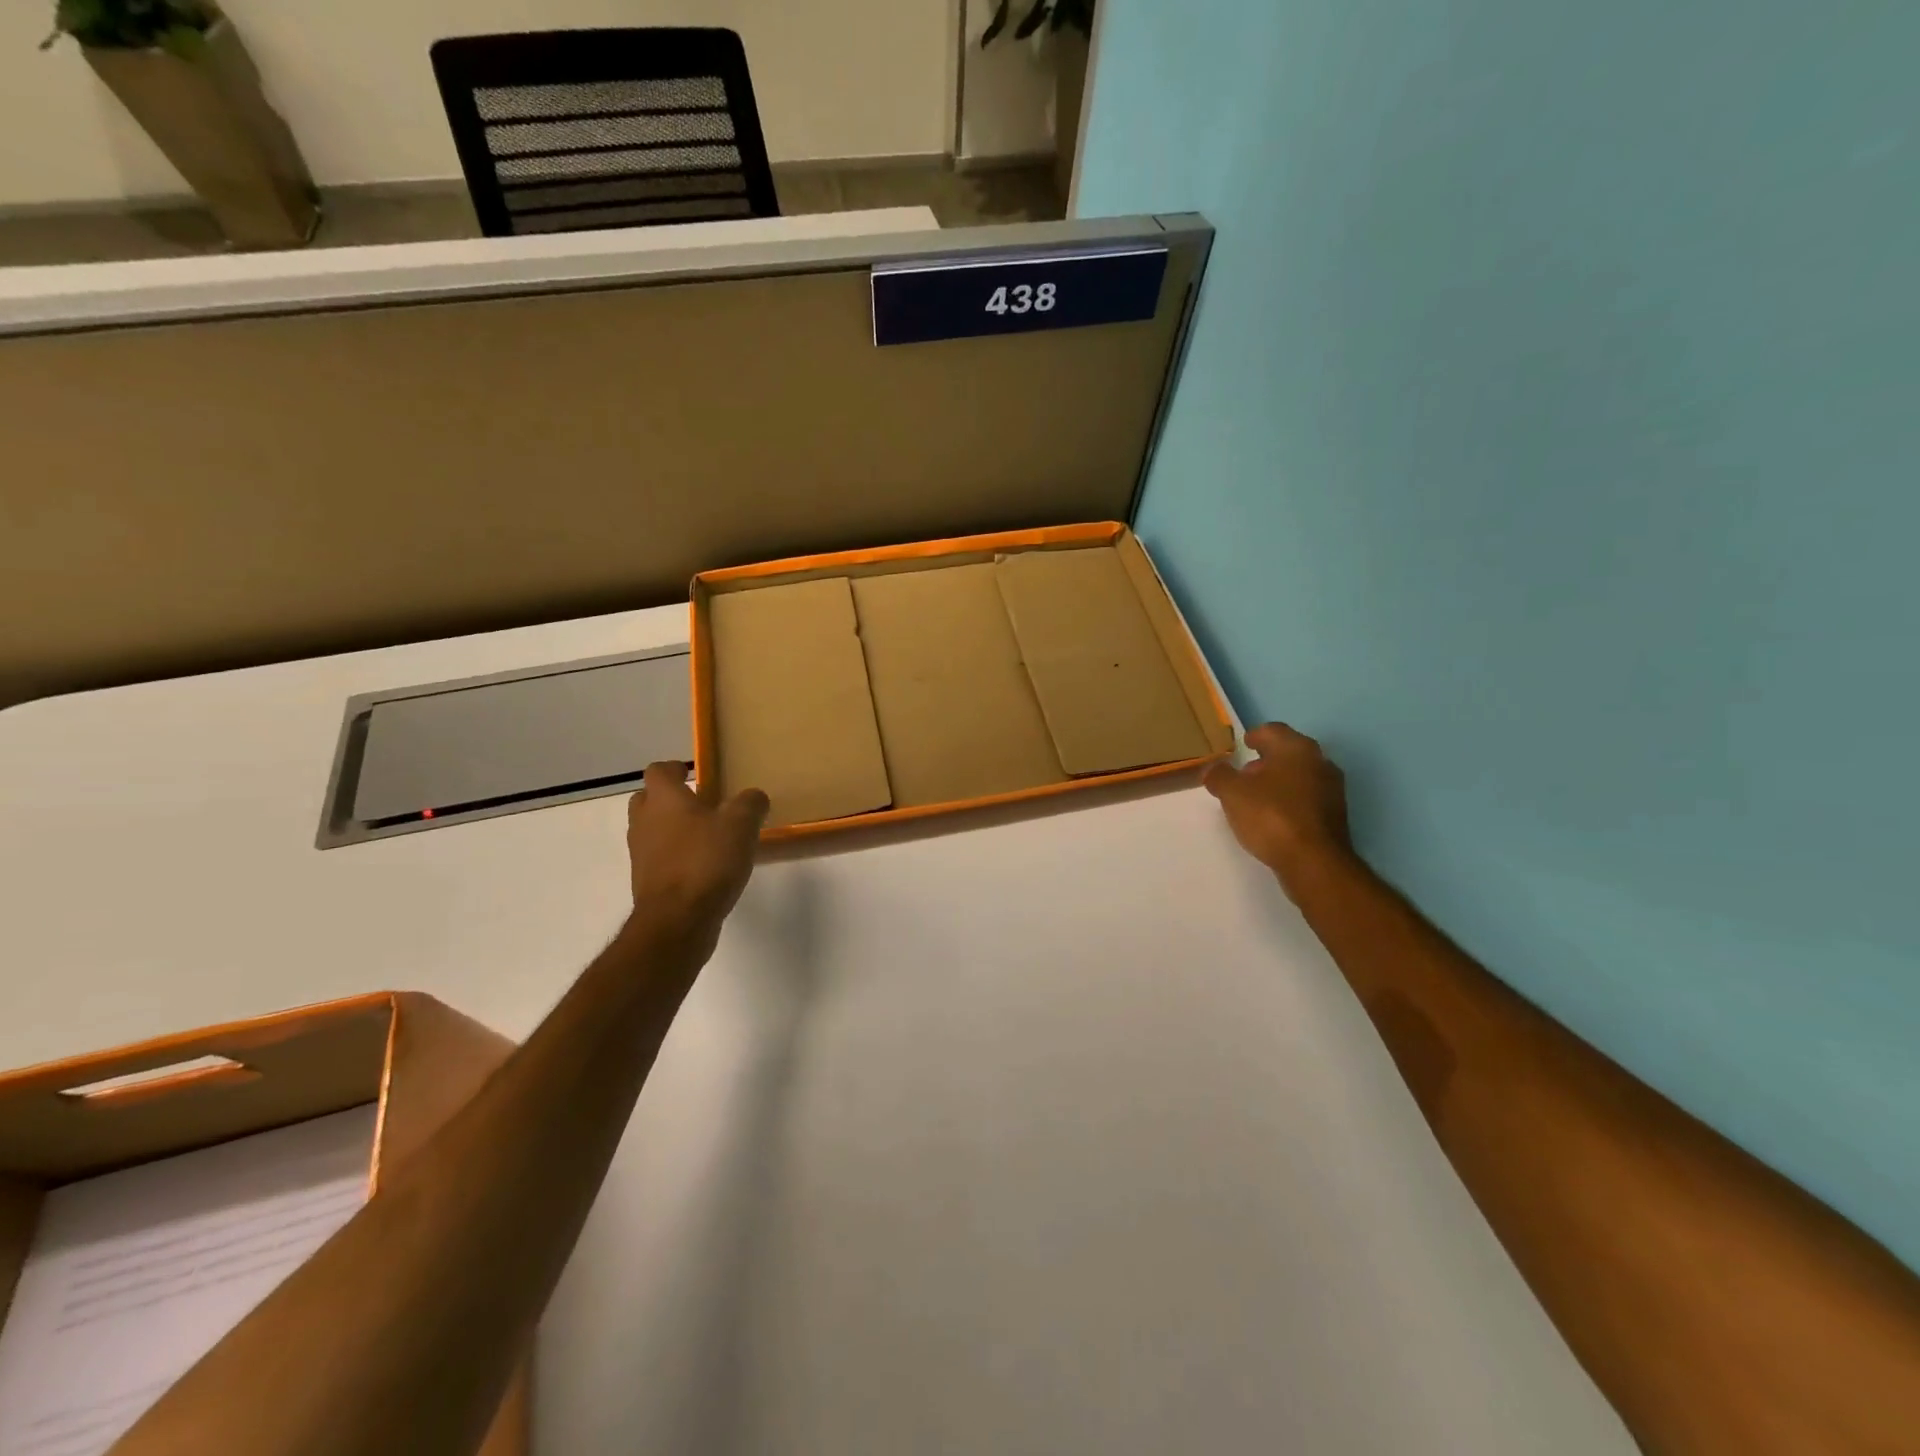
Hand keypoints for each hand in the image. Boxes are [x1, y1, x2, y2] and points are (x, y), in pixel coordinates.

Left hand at [625, 762, 769, 930]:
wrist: (677, 919)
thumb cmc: (706, 860)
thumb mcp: (741, 824)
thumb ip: (750, 804)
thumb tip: (753, 797)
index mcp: (663, 799)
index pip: (658, 771)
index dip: (674, 769)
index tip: (694, 773)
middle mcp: (644, 822)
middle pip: (648, 800)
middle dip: (670, 799)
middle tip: (700, 804)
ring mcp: (641, 855)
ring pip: (652, 831)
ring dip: (673, 830)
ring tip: (707, 837)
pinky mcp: (647, 883)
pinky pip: (659, 860)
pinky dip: (676, 858)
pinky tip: (704, 867)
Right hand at [1204, 723, 1353, 889]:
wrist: (1314, 861)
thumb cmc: (1271, 816)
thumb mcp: (1232, 793)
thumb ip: (1219, 776)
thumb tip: (1213, 769)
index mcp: (1296, 748)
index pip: (1273, 730)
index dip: (1255, 736)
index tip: (1243, 744)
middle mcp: (1319, 762)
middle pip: (1289, 753)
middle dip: (1267, 760)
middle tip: (1245, 773)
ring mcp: (1332, 789)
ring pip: (1300, 776)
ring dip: (1279, 781)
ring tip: (1256, 798)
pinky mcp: (1335, 815)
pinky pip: (1307, 798)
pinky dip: (1290, 800)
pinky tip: (1274, 817)